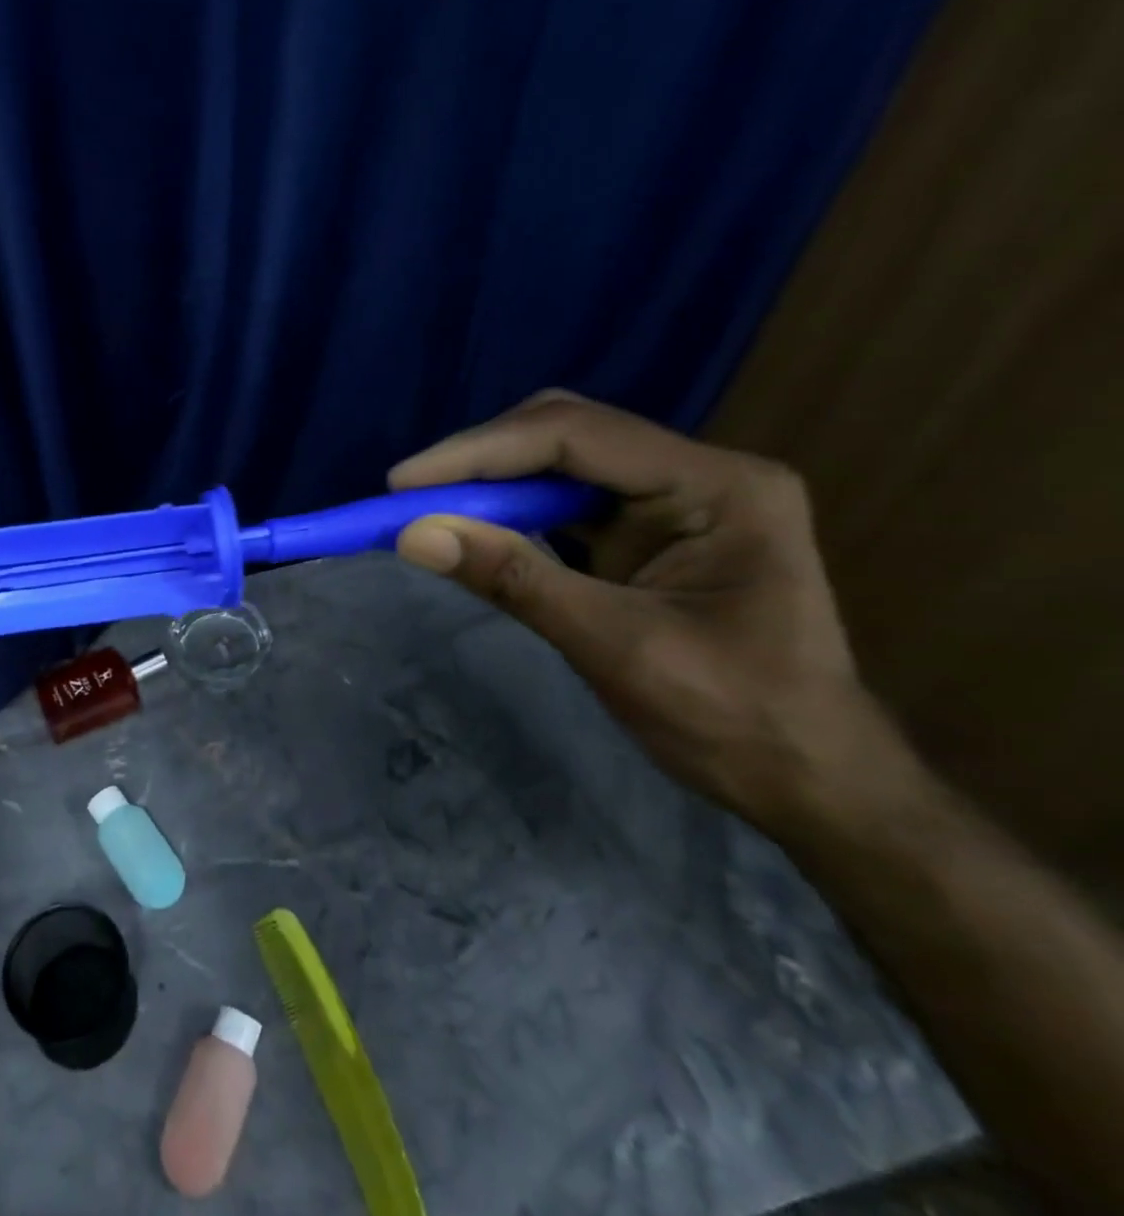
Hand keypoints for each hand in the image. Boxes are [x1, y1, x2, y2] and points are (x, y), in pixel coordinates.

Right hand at [390, 392, 898, 833]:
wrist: (811, 781)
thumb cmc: (736, 720)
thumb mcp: (617, 648)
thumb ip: (515, 581)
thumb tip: (414, 536)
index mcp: (717, 485)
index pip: (577, 436)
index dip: (480, 452)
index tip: (403, 483)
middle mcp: (695, 474)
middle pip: (567, 433)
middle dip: (482, 459)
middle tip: (410, 494)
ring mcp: (671, 501)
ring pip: (559, 463)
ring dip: (490, 484)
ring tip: (427, 509)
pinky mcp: (646, 532)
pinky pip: (564, 504)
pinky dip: (510, 513)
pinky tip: (474, 530)